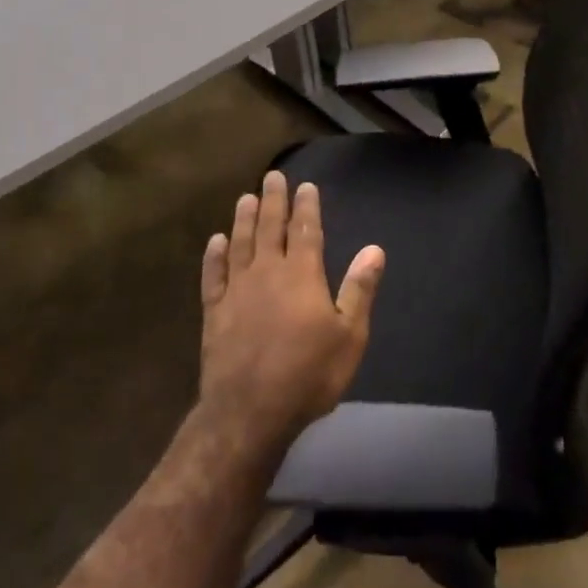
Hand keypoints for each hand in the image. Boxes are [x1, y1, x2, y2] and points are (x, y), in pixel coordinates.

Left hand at [198, 170, 384, 446]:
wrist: (250, 412)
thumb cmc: (308, 374)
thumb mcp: (349, 336)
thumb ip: (359, 289)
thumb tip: (375, 249)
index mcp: (301, 274)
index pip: (305, 230)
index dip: (306, 206)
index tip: (305, 185)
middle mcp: (267, 271)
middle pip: (269, 227)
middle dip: (272, 200)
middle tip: (272, 176)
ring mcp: (236, 290)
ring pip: (239, 243)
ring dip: (243, 219)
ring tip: (245, 197)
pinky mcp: (214, 311)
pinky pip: (212, 274)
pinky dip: (214, 255)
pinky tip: (215, 241)